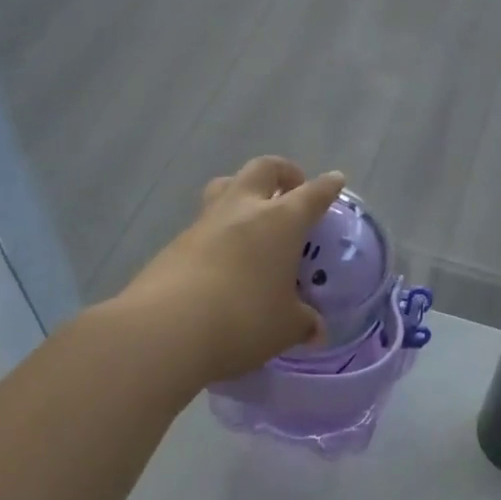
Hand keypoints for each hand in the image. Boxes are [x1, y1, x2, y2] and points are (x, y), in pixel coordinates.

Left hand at [117, 157, 345, 386]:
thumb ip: (303, 323)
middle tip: (291, 189)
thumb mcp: (285, 327)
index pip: (312, 194)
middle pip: (263, 169)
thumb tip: (316, 330)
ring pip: (225, 188)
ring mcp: (204, 223)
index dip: (327, 187)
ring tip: (253, 218)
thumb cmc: (243, 320)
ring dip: (242, 193)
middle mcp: (243, 210)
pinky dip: (219, 232)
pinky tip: (223, 260)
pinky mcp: (174, 244)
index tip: (335, 181)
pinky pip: (204, 224)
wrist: (164, 330)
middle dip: (282, 172)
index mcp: (280, 221)